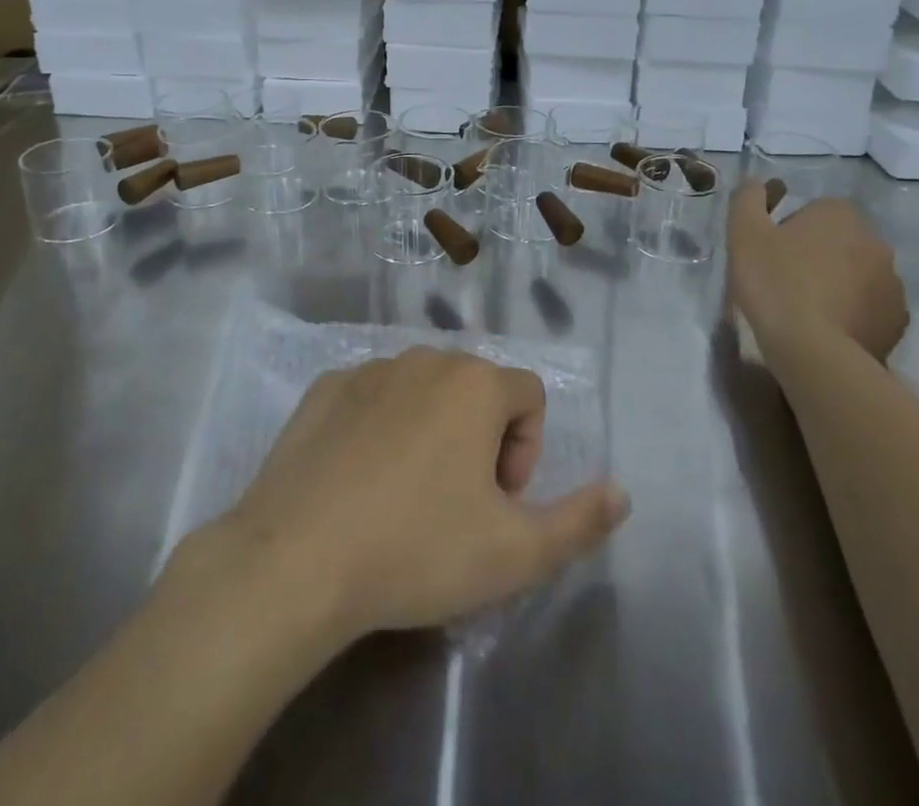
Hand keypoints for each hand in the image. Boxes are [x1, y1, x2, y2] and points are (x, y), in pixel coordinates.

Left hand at [208, 349, 628, 648]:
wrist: (296, 560)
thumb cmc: (417, 550)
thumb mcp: (515, 554)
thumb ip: (579, 521)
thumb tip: (621, 492)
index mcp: (476, 384)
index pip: (530, 396)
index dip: (527, 451)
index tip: (497, 502)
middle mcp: (425, 358)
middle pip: (476, 390)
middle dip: (480, 439)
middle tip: (455, 504)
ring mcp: (370, 368)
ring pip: (422, 390)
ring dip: (430, 430)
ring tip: (405, 495)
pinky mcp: (325, 387)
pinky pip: (372, 396)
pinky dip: (378, 427)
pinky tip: (358, 480)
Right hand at [729, 184, 907, 363]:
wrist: (813, 352)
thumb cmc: (775, 282)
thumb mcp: (745, 233)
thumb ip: (748, 199)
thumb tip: (755, 182)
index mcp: (840, 214)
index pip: (813, 211)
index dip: (789, 231)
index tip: (771, 254)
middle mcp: (875, 241)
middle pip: (839, 241)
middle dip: (817, 255)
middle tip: (785, 281)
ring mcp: (892, 282)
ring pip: (858, 274)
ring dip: (837, 284)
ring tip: (806, 310)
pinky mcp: (898, 320)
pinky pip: (871, 307)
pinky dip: (853, 313)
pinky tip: (828, 329)